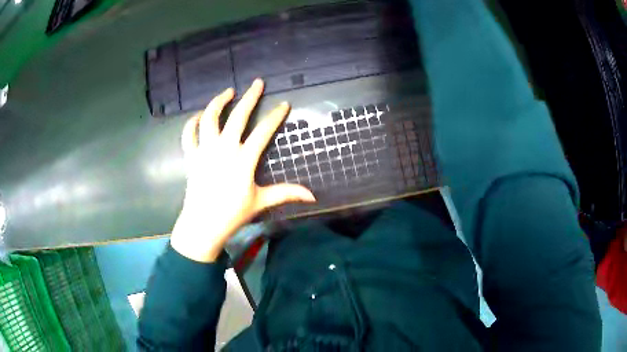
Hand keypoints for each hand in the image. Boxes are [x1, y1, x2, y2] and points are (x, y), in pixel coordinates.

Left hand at [170, 79, 315, 262]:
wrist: (202, 225)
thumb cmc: (233, 214)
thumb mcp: (261, 202)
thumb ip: (286, 193)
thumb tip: (313, 196)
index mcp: (243, 159)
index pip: (263, 131)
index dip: (275, 116)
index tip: (284, 104)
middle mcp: (224, 149)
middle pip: (238, 116)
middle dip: (250, 97)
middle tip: (257, 83)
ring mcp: (205, 150)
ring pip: (209, 118)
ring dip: (218, 102)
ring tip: (228, 92)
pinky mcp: (191, 156)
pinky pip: (188, 134)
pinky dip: (192, 122)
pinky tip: (199, 115)